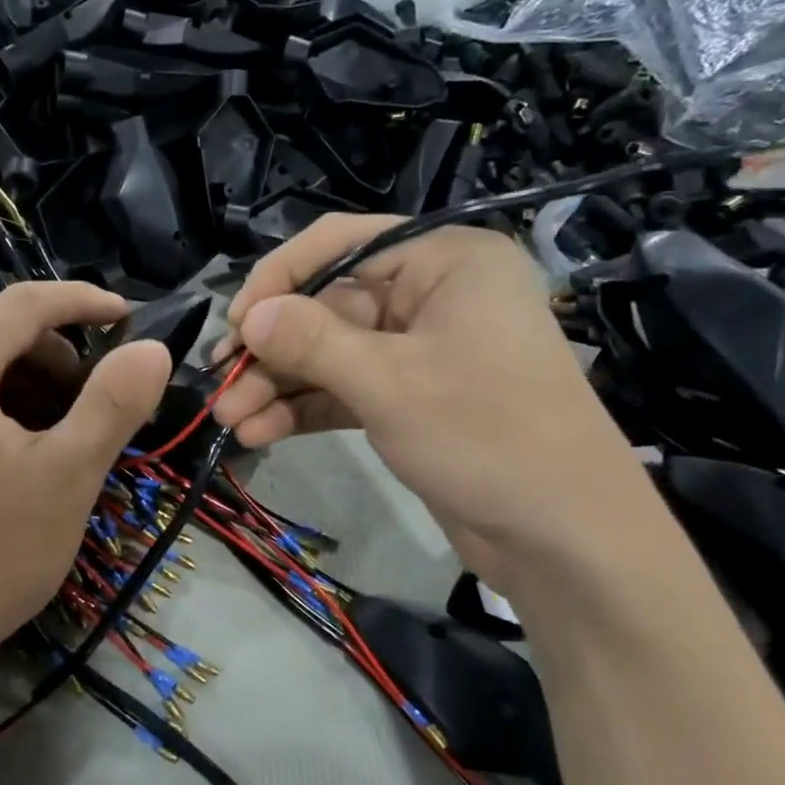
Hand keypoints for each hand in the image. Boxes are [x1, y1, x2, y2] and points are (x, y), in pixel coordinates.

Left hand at [0, 282, 171, 703]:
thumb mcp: (67, 478)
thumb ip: (113, 404)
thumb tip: (152, 350)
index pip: (22, 304)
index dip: (81, 303)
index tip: (126, 317)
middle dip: (52, 358)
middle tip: (95, 404)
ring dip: (19, 385)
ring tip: (56, 436)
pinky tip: (6, 454)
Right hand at [211, 216, 646, 570]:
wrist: (564, 539)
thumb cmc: (486, 435)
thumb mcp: (389, 382)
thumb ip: (311, 341)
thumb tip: (249, 316)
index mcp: (443, 260)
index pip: (340, 244)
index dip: (279, 279)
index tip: (236, 324)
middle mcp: (431, 295)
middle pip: (328, 306)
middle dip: (272, 351)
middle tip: (221, 386)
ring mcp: (421, 350)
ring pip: (331, 354)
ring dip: (279, 386)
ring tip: (229, 421)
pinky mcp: (411, 398)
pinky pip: (346, 389)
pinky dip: (305, 409)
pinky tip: (259, 433)